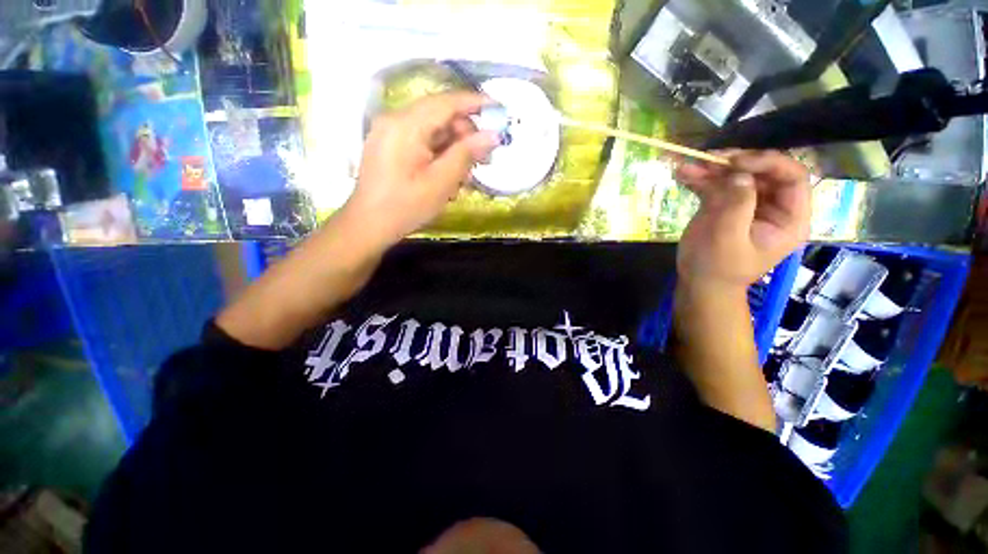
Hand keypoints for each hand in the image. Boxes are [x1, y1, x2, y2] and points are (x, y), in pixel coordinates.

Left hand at [342, 92, 500, 249]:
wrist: (369, 225)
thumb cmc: (406, 206)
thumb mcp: (441, 182)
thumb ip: (467, 154)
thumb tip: (493, 135)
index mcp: (406, 125)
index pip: (446, 102)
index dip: (475, 103)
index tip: (499, 109)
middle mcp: (395, 120)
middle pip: (439, 115)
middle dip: (465, 134)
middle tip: (484, 159)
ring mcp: (390, 132)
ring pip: (432, 130)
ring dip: (454, 148)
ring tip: (466, 175)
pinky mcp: (390, 145)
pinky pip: (421, 140)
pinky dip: (439, 153)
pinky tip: (449, 175)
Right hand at [676, 150, 810, 289]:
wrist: (697, 283)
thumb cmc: (716, 268)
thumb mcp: (728, 239)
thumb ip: (737, 206)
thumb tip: (738, 174)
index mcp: (789, 218)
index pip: (792, 177)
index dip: (768, 163)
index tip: (736, 163)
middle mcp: (772, 206)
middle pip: (762, 172)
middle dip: (735, 163)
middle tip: (708, 159)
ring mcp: (747, 204)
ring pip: (736, 175)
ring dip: (711, 169)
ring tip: (687, 166)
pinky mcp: (724, 205)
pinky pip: (716, 185)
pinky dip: (699, 179)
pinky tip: (682, 174)